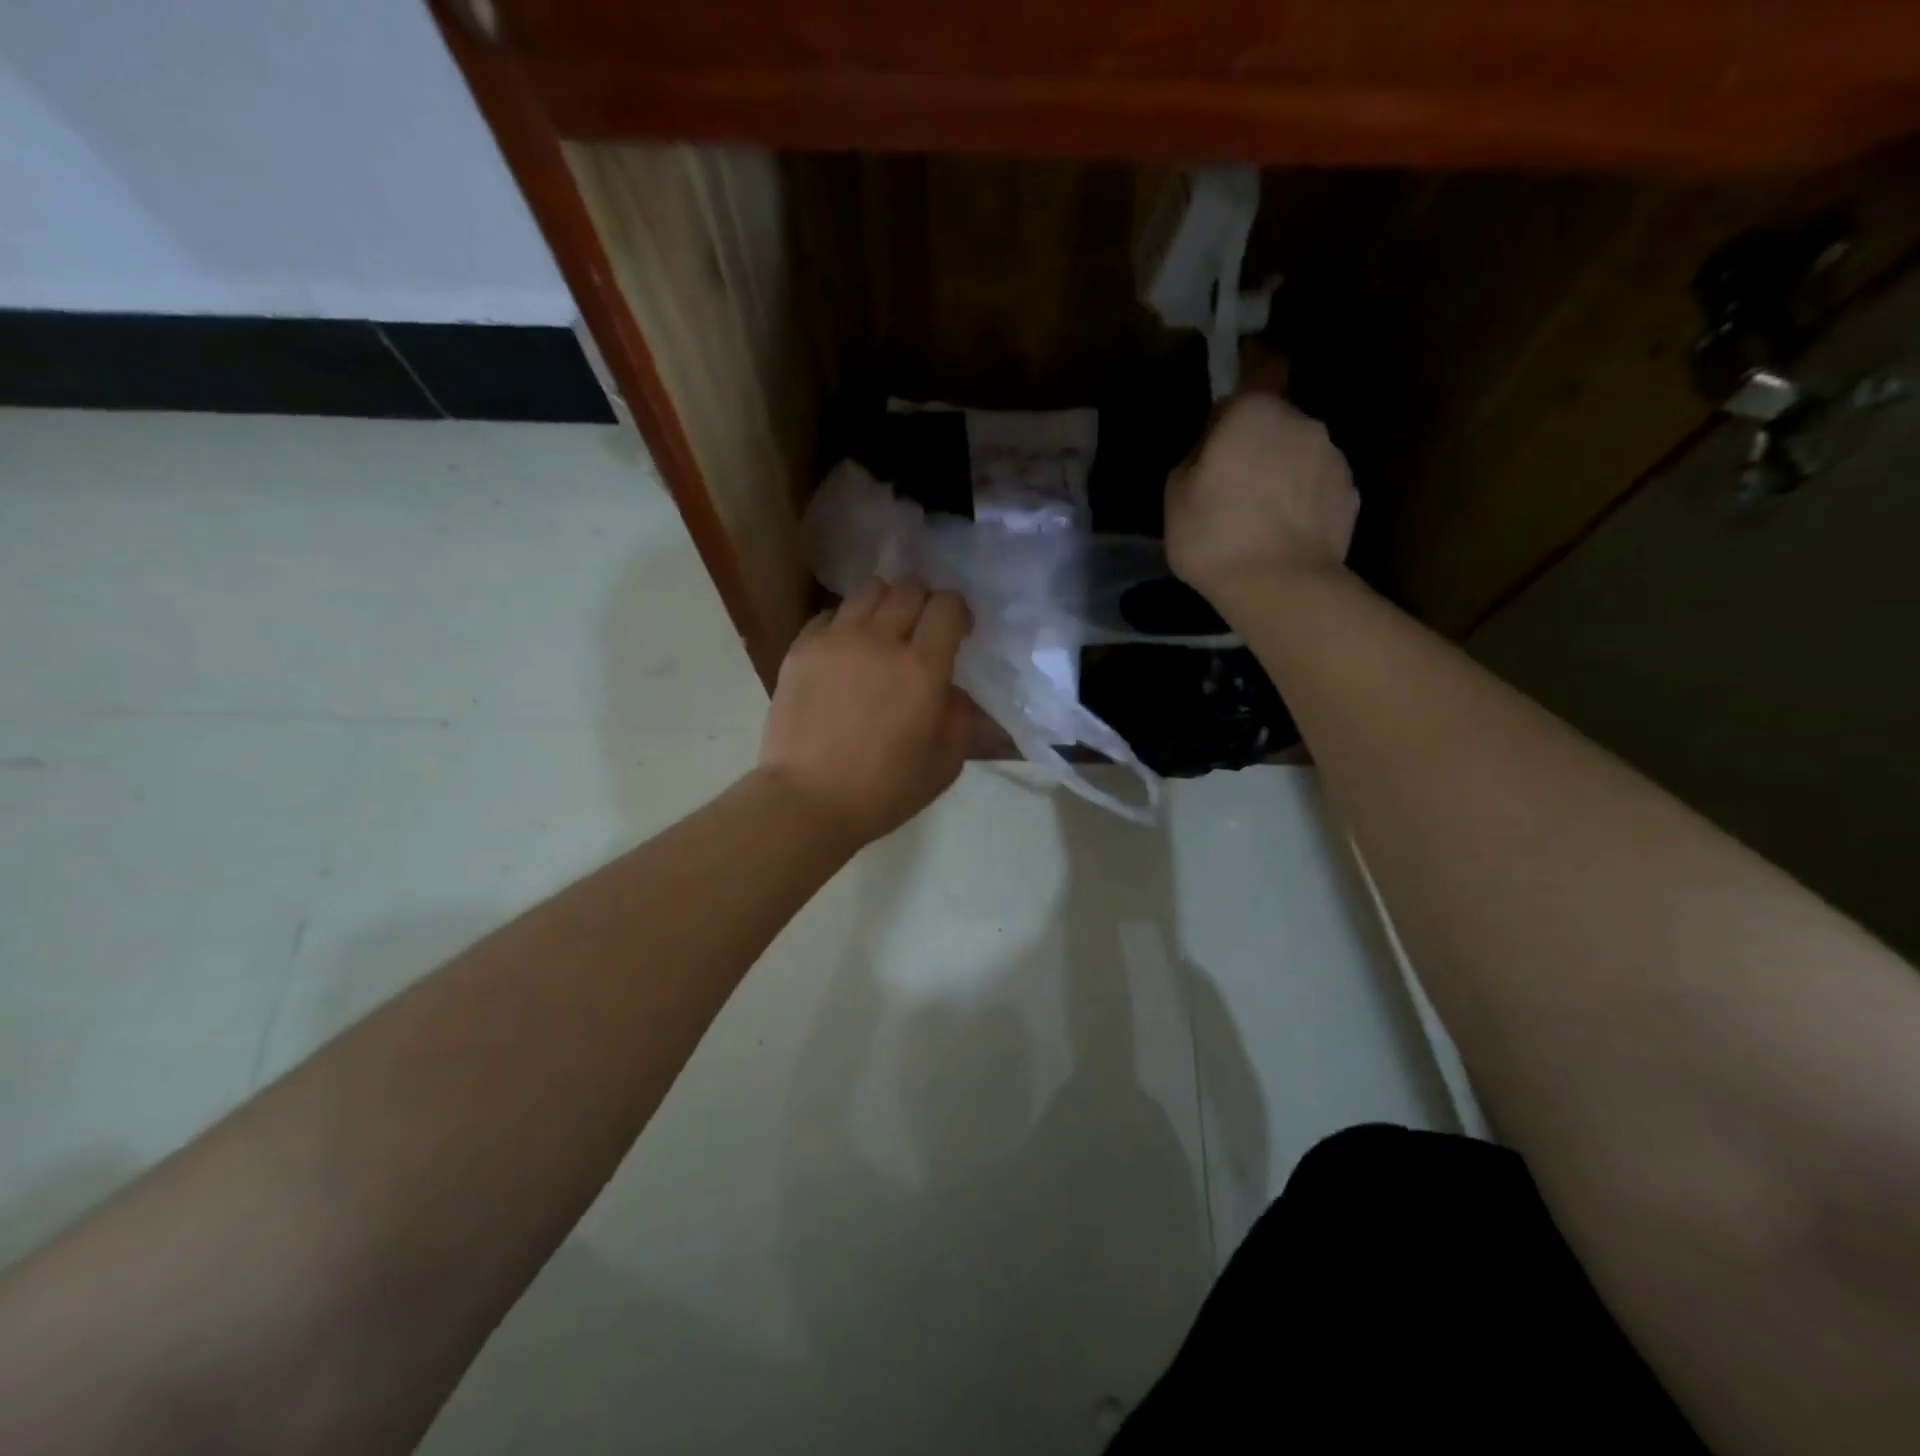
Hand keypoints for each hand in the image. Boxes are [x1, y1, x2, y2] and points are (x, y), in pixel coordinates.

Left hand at [759, 579, 975, 845]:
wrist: (808, 800)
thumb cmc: (884, 790)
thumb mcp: (946, 763)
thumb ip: (960, 715)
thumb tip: (951, 687)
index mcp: (922, 668)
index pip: (947, 606)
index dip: (958, 613)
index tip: (958, 633)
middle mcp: (880, 640)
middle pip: (910, 589)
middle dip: (924, 604)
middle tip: (921, 634)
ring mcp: (836, 640)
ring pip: (869, 590)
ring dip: (886, 605)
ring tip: (883, 633)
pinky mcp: (801, 648)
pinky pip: (831, 614)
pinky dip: (846, 623)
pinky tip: (846, 652)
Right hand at [1166, 391, 1357, 604]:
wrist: (1280, 586)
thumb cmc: (1215, 536)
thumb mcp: (1175, 495)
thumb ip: (1196, 456)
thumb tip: (1212, 448)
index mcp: (1255, 411)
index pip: (1258, 368)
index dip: (1244, 378)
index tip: (1228, 404)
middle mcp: (1303, 421)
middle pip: (1276, 419)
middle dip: (1257, 440)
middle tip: (1232, 480)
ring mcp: (1333, 458)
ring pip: (1300, 453)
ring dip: (1282, 471)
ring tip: (1260, 515)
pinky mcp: (1350, 495)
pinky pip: (1318, 486)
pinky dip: (1303, 500)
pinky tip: (1284, 532)